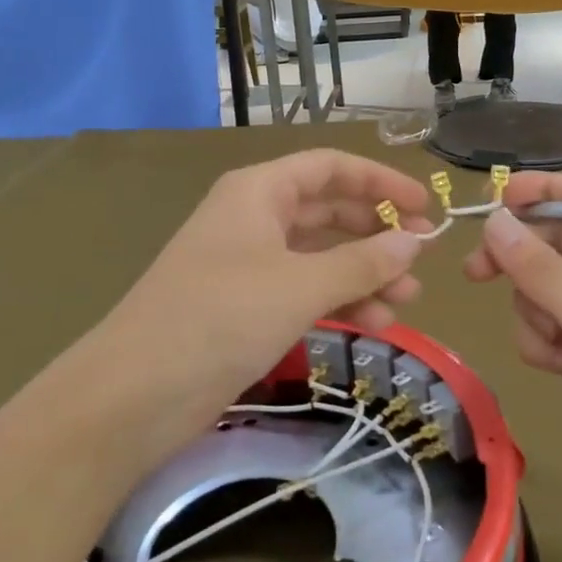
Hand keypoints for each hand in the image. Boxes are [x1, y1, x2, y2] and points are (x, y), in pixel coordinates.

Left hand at [90, 150, 430, 456]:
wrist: (133, 394)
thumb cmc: (221, 318)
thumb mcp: (301, 285)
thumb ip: (364, 261)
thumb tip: (417, 240)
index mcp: (259, 191)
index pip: (331, 167)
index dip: (382, 181)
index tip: (427, 207)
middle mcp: (254, 217)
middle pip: (329, 210)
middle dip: (378, 233)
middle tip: (423, 261)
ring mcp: (248, 263)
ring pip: (321, 255)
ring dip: (364, 273)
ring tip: (406, 303)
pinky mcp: (245, 306)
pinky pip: (305, 290)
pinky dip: (339, 300)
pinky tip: (372, 323)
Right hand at [463, 173, 561, 527]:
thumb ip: (538, 266)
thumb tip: (493, 222)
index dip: (543, 190)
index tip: (496, 196)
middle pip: (555, 240)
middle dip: (521, 260)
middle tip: (475, 271)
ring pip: (541, 286)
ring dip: (536, 313)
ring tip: (557, 346)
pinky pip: (544, 324)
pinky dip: (543, 343)